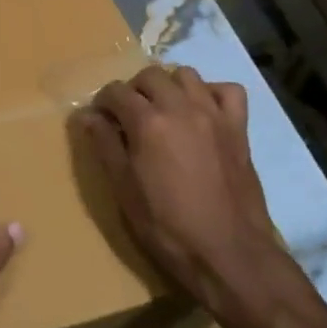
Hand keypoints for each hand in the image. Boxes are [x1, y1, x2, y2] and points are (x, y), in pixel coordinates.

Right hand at [74, 66, 278, 308]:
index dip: (103, 102)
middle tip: (129, 116)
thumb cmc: (166, 226)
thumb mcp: (123, 189)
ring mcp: (214, 114)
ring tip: (163, 110)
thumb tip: (87, 116)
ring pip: (187, 75)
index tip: (100, 119)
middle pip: (150, 75)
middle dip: (134, 90)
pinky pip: (228, 91)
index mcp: (148, 122)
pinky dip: (212, 93)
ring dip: (169, 86)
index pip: (116, 92)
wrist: (227, 252)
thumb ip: (105, 145)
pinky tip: (202, 111)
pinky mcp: (239, 128)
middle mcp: (180, 107)